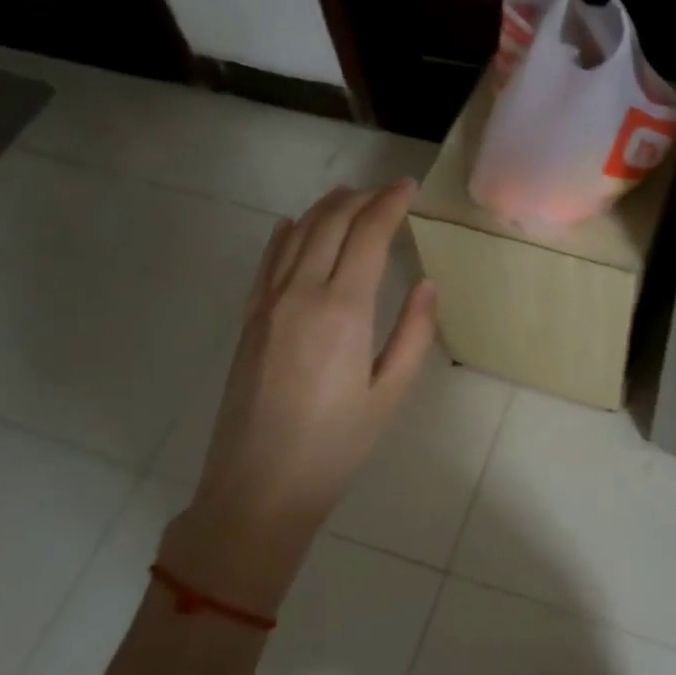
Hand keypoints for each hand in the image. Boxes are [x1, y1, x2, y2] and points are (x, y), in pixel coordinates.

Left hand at [158, 181, 437, 613]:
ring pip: (297, 234)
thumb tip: (426, 284)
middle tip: (388, 192)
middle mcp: (301, 292)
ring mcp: (268, 303)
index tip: (409, 187)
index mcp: (343, 308)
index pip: (367, 234)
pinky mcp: (249, 319)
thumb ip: (413, 333)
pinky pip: (268, 261)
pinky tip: (293, 226)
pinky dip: (286, 234)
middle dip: (361, 198)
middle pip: (330, 223)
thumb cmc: (336, 445)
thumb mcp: (389, 393)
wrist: (259, 487)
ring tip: (350, 197)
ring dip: (325, 208)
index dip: (389, 203)